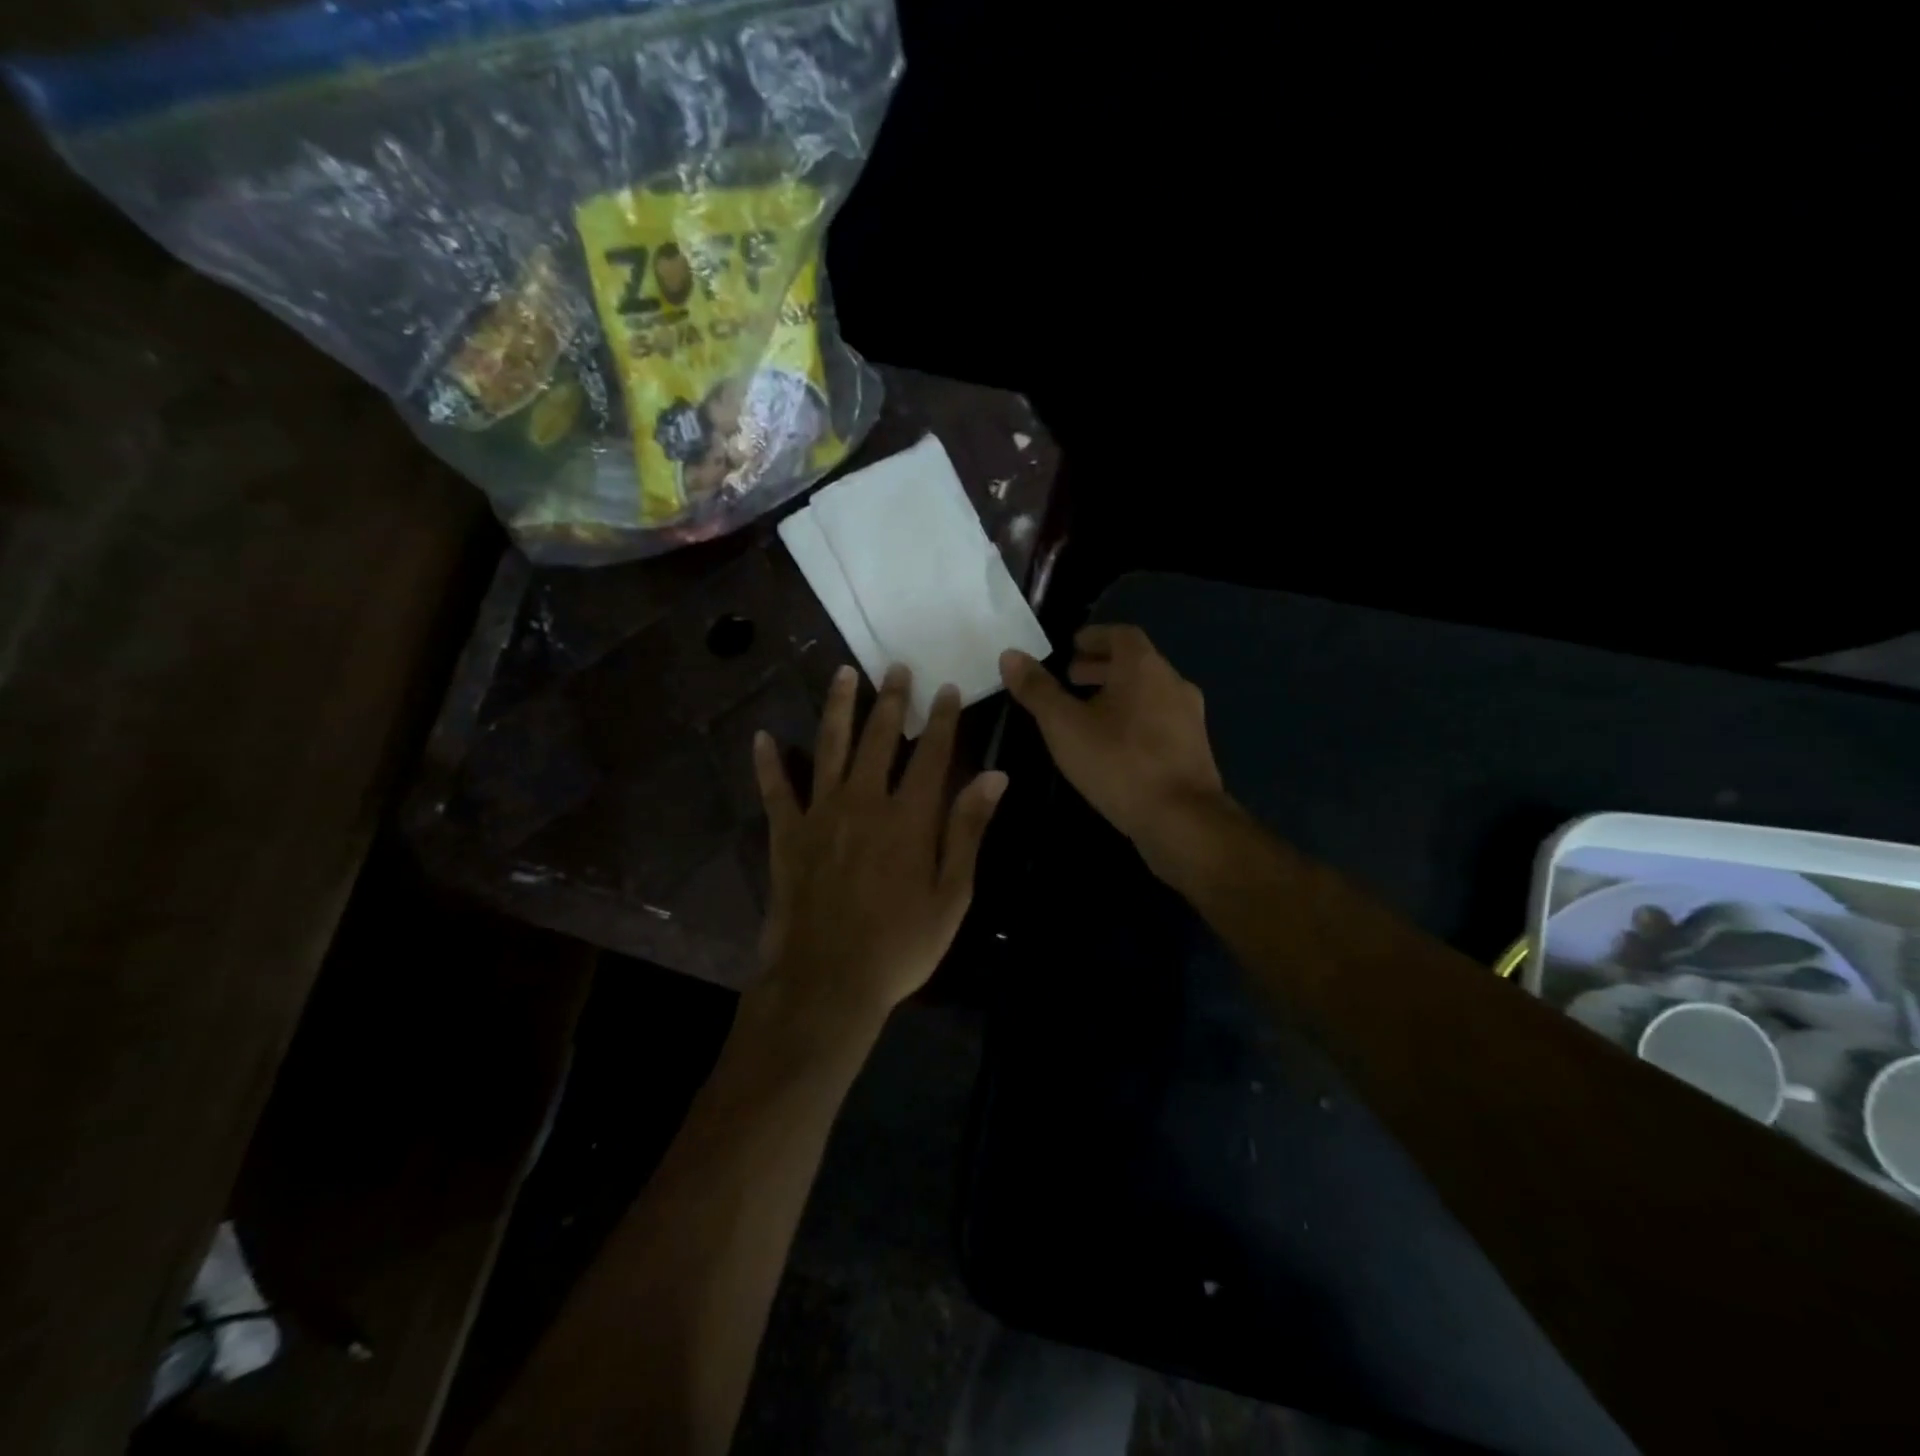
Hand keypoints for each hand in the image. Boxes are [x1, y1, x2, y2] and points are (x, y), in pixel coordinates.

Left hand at [752, 662, 1007, 1026]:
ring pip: (829, 747)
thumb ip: (968, 830)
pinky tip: (762, 737)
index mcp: (909, 817)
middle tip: (896, 667)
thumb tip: (994, 776)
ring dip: (838, 708)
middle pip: (878, 738)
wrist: (827, 981)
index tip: (947, 688)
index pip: (931, 753)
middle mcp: (864, 802)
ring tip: (843, 674)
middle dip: (891, 700)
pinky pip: (775, 790)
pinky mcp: (787, 835)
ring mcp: (820, 814)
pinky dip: (768, 763)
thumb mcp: (951, 895)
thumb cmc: (900, 945)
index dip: (941, 719)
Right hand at [999, 626, 1225, 871]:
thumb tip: (1010, 655)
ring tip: (1087, 713)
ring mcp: (1189, 716)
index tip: (1071, 647)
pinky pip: (1159, 719)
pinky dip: (1134, 718)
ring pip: (1149, 692)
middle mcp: (1173, 683)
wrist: (1181, 819)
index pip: (1121, 634)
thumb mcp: (1065, 726)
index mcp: (1144, 667)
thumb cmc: (1118, 763)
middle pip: (1136, 663)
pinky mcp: (1194, 748)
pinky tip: (1114, 744)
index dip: (1095, 637)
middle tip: (1071, 679)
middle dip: (1102, 667)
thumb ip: (1037, 689)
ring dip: (1118, 694)